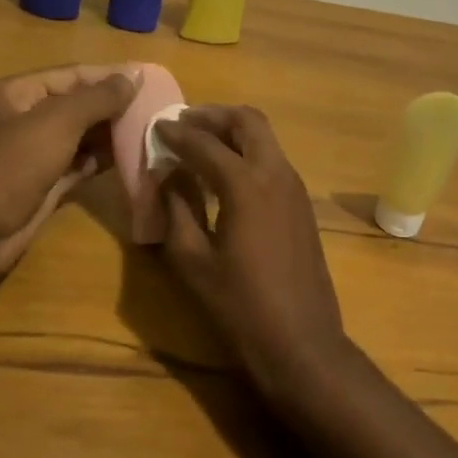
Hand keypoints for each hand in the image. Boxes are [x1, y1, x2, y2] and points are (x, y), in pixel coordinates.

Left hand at [0, 65, 139, 298]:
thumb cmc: (11, 165)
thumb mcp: (57, 122)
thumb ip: (98, 98)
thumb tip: (134, 75)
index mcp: (21, 92)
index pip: (74, 74)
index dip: (111, 76)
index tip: (150, 80)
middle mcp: (27, 118)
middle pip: (79, 104)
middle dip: (115, 106)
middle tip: (158, 108)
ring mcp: (35, 153)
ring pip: (82, 136)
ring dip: (112, 134)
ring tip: (152, 131)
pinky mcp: (45, 184)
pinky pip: (81, 164)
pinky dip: (103, 160)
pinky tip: (132, 158)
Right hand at [154, 105, 350, 400]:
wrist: (302, 341)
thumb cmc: (240, 306)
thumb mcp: (194, 261)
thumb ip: (177, 209)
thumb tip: (167, 175)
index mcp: (246, 184)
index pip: (205, 143)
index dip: (177, 134)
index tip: (156, 128)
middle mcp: (276, 173)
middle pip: (247, 121)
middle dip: (213, 116)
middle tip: (183, 123)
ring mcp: (294, 187)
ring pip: (265, 137)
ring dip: (233, 130)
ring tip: (200, 141)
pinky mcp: (302, 203)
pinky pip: (273, 158)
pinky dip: (248, 150)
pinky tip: (226, 171)